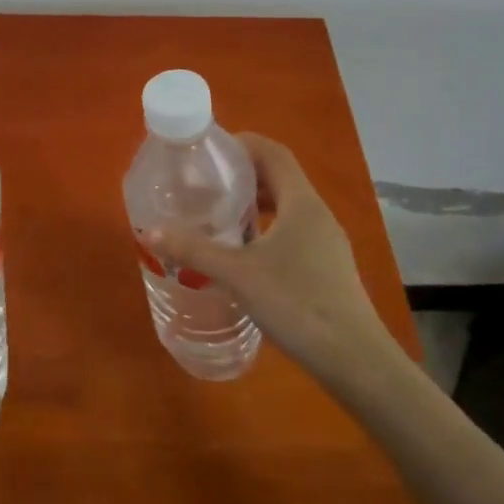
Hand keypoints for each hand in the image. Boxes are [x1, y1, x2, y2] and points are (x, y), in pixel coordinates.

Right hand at [145, 134, 398, 388]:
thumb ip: (193, 250)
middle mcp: (318, 214)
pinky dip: (267, 229)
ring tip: (220, 215)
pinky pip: (294, 231)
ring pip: (288, 207)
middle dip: (243, 174)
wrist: (354, 360)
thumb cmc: (296, 303)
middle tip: (206, 183)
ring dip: (256, 203)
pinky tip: (245, 254)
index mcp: (301, 203)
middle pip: (280, 177)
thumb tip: (148, 232)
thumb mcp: (237, 275)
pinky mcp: (328, 267)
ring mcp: (326, 242)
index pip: (274, 152)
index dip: (243, 144)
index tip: (210, 150)